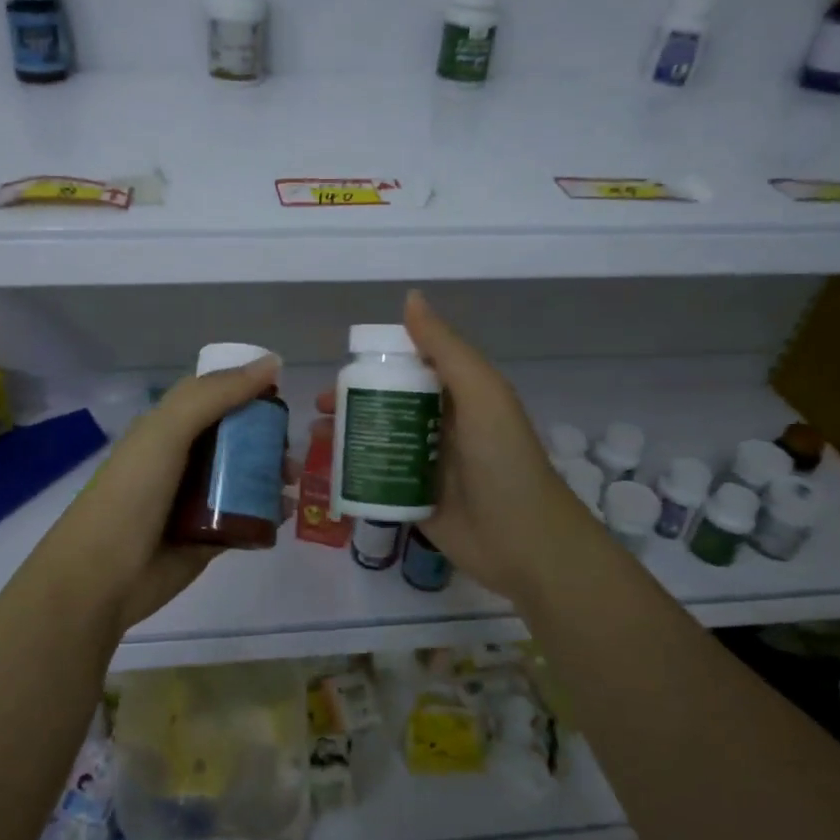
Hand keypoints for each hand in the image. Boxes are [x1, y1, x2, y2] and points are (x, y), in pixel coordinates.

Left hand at [22, 355, 291, 636]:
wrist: (102, 576)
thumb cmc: (132, 493)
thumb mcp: (168, 431)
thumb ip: (217, 394)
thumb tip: (272, 362)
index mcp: (169, 428)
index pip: (215, 397)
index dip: (247, 389)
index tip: (282, 392)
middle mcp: (184, 459)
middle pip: (237, 438)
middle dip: (268, 437)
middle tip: (292, 448)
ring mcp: (197, 500)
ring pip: (246, 477)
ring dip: (273, 474)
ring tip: (292, 481)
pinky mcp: (210, 537)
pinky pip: (248, 517)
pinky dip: (269, 512)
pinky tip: (287, 512)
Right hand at [322, 291, 606, 604]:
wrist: (524, 541)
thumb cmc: (502, 459)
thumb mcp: (481, 393)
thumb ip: (445, 348)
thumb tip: (410, 297)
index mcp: (457, 395)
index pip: (409, 368)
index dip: (374, 364)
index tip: (341, 369)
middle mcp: (439, 425)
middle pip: (386, 404)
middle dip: (350, 401)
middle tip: (320, 408)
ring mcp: (425, 464)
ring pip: (377, 440)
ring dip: (346, 435)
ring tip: (316, 437)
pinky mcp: (413, 499)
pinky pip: (376, 478)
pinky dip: (351, 471)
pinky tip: (325, 471)